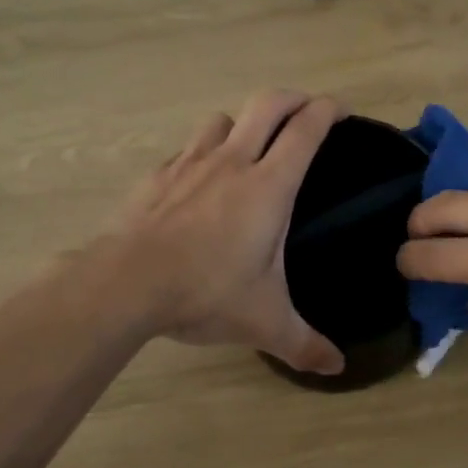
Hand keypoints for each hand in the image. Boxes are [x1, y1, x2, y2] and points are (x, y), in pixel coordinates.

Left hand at [112, 89, 345, 375]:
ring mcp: (190, 164)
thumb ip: (305, 345)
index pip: (306, 129)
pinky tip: (199, 184)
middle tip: (307, 111)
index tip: (341, 111)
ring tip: (249, 148)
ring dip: (242, 124)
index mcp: (269, 186)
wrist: (126, 284)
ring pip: (222, 119)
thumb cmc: (205, 293)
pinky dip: (202, 154)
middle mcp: (232, 162)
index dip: (328, 110)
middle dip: (293, 98)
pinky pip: (187, 150)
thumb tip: (337, 368)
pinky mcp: (158, 176)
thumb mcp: (264, 323)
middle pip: (268, 104)